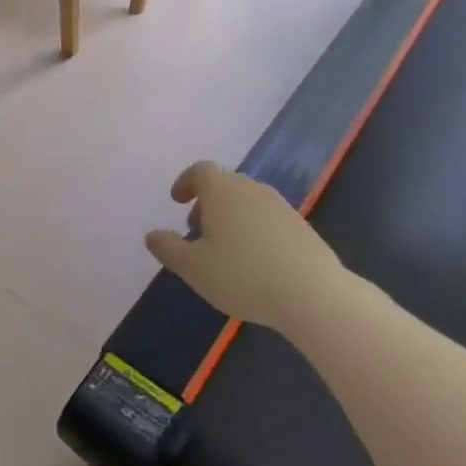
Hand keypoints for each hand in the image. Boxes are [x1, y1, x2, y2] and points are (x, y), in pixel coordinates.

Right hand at [145, 161, 345, 333]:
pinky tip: (252, 262)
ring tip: (222, 250)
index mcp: (223, 190)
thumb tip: (152, 235)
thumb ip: (167, 248)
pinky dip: (251, 230)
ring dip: (229, 217)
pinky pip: (266, 219)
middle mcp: (252, 189)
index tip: (177, 201)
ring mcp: (281, 207)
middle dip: (206, 203)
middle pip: (224, 185)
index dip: (185, 183)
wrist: (312, 294)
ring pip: (246, 202)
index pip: (200, 171)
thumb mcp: (192, 267)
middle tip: (194, 231)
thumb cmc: (241, 275)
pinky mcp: (301, 227)